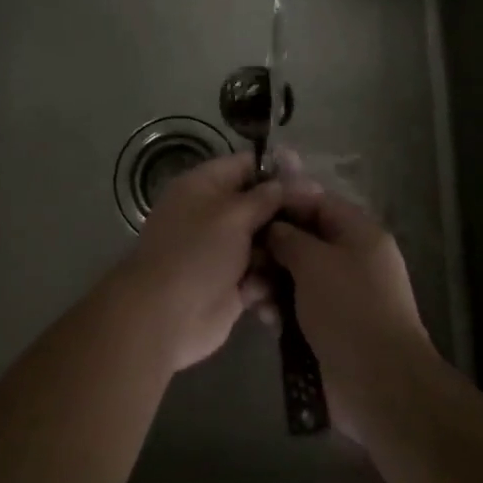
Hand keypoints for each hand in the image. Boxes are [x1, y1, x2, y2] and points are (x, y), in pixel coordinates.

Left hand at [119, 151, 294, 372]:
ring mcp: (222, 250)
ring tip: (303, 259)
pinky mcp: (232, 284)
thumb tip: (295, 181)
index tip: (310, 180)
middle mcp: (213, 214)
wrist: (164, 317)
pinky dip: (270, 283)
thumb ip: (266, 197)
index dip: (277, 170)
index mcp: (204, 186)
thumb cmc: (197, 253)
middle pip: (259, 205)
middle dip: (286, 215)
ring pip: (265, 242)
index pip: (245, 165)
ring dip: (281, 252)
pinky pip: (261, 275)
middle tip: (318, 223)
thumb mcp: (233, 215)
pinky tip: (281, 290)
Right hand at [263, 185, 432, 442]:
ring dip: (269, 281)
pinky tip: (264, 319)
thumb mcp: (314, 262)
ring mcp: (342, 296)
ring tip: (249, 296)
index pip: (318, 203)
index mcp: (360, 234)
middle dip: (270, 249)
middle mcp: (353, 260)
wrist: (380, 386)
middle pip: (303, 240)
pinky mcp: (330, 327)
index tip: (252, 209)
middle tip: (244, 260)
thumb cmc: (348, 309)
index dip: (285, 202)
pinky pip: (298, 306)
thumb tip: (274, 228)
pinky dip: (280, 308)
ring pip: (296, 275)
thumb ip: (288, 237)